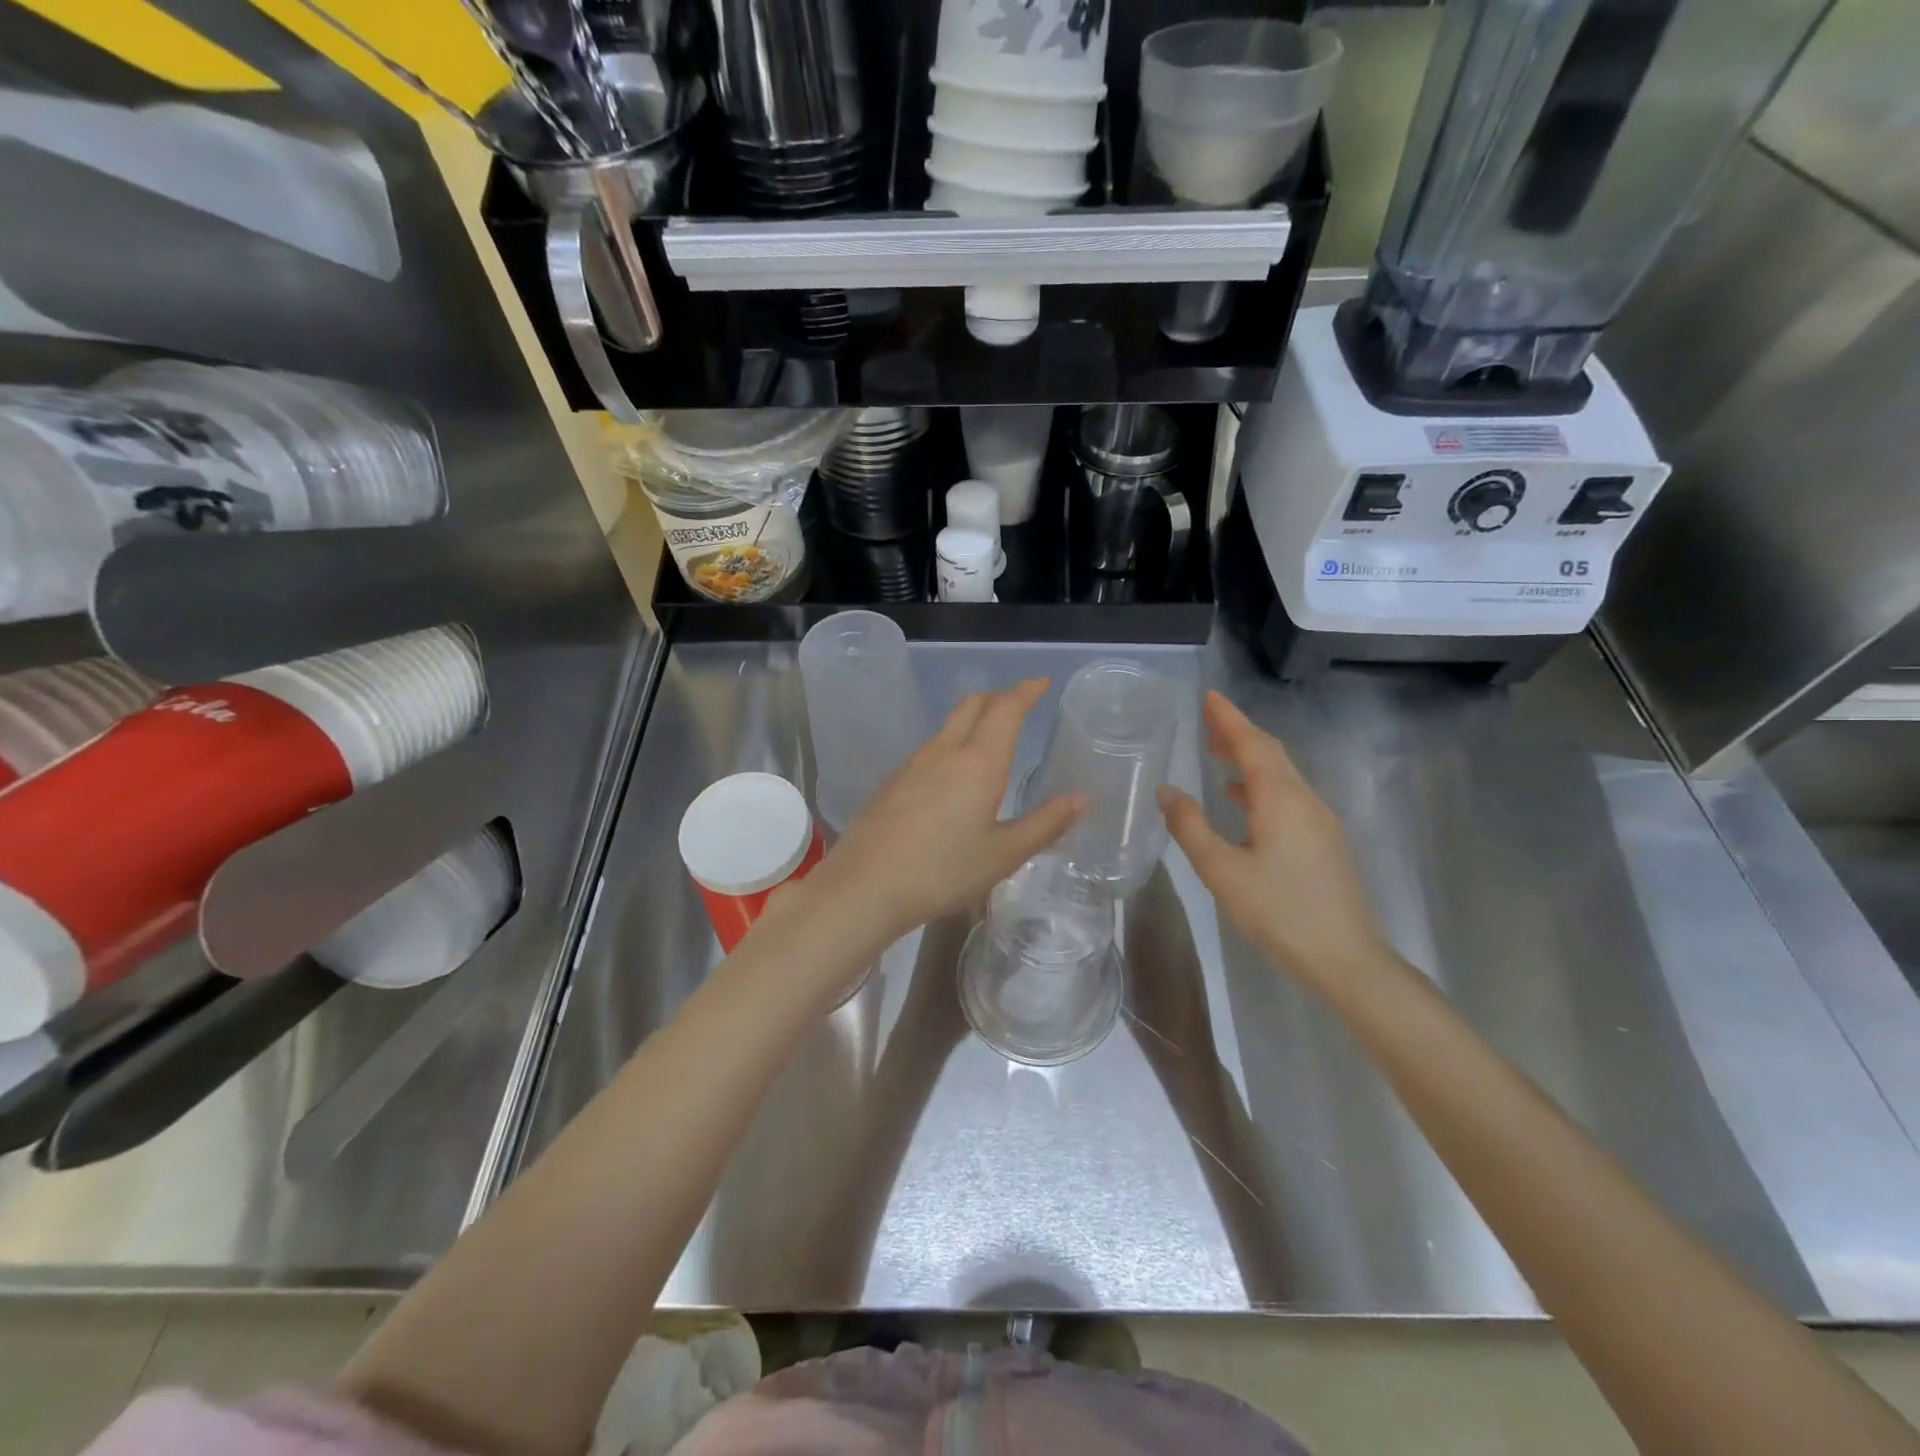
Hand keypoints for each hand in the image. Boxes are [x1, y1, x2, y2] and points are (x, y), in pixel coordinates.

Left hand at [800, 679, 1082, 944]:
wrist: (864, 886)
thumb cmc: (942, 871)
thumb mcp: (1003, 855)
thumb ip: (1044, 824)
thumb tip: (1080, 798)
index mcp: (978, 762)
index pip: (1005, 709)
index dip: (1025, 691)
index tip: (1041, 682)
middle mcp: (944, 752)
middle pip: (972, 705)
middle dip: (998, 697)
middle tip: (1019, 704)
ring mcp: (912, 765)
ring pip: (947, 726)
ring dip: (972, 719)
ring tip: (990, 737)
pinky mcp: (891, 783)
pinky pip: (929, 749)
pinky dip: (951, 744)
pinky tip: (952, 776)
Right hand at [1157, 691, 1390, 994]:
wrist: (1347, 959)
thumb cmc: (1280, 911)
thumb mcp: (1222, 871)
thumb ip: (1191, 827)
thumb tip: (1166, 791)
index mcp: (1281, 799)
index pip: (1252, 744)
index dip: (1229, 719)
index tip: (1208, 696)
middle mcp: (1305, 800)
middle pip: (1271, 754)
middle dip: (1239, 733)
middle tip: (1208, 719)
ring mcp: (1319, 822)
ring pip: (1281, 776)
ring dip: (1249, 759)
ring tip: (1217, 753)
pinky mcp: (1324, 843)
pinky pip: (1288, 797)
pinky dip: (1261, 786)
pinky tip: (1241, 800)